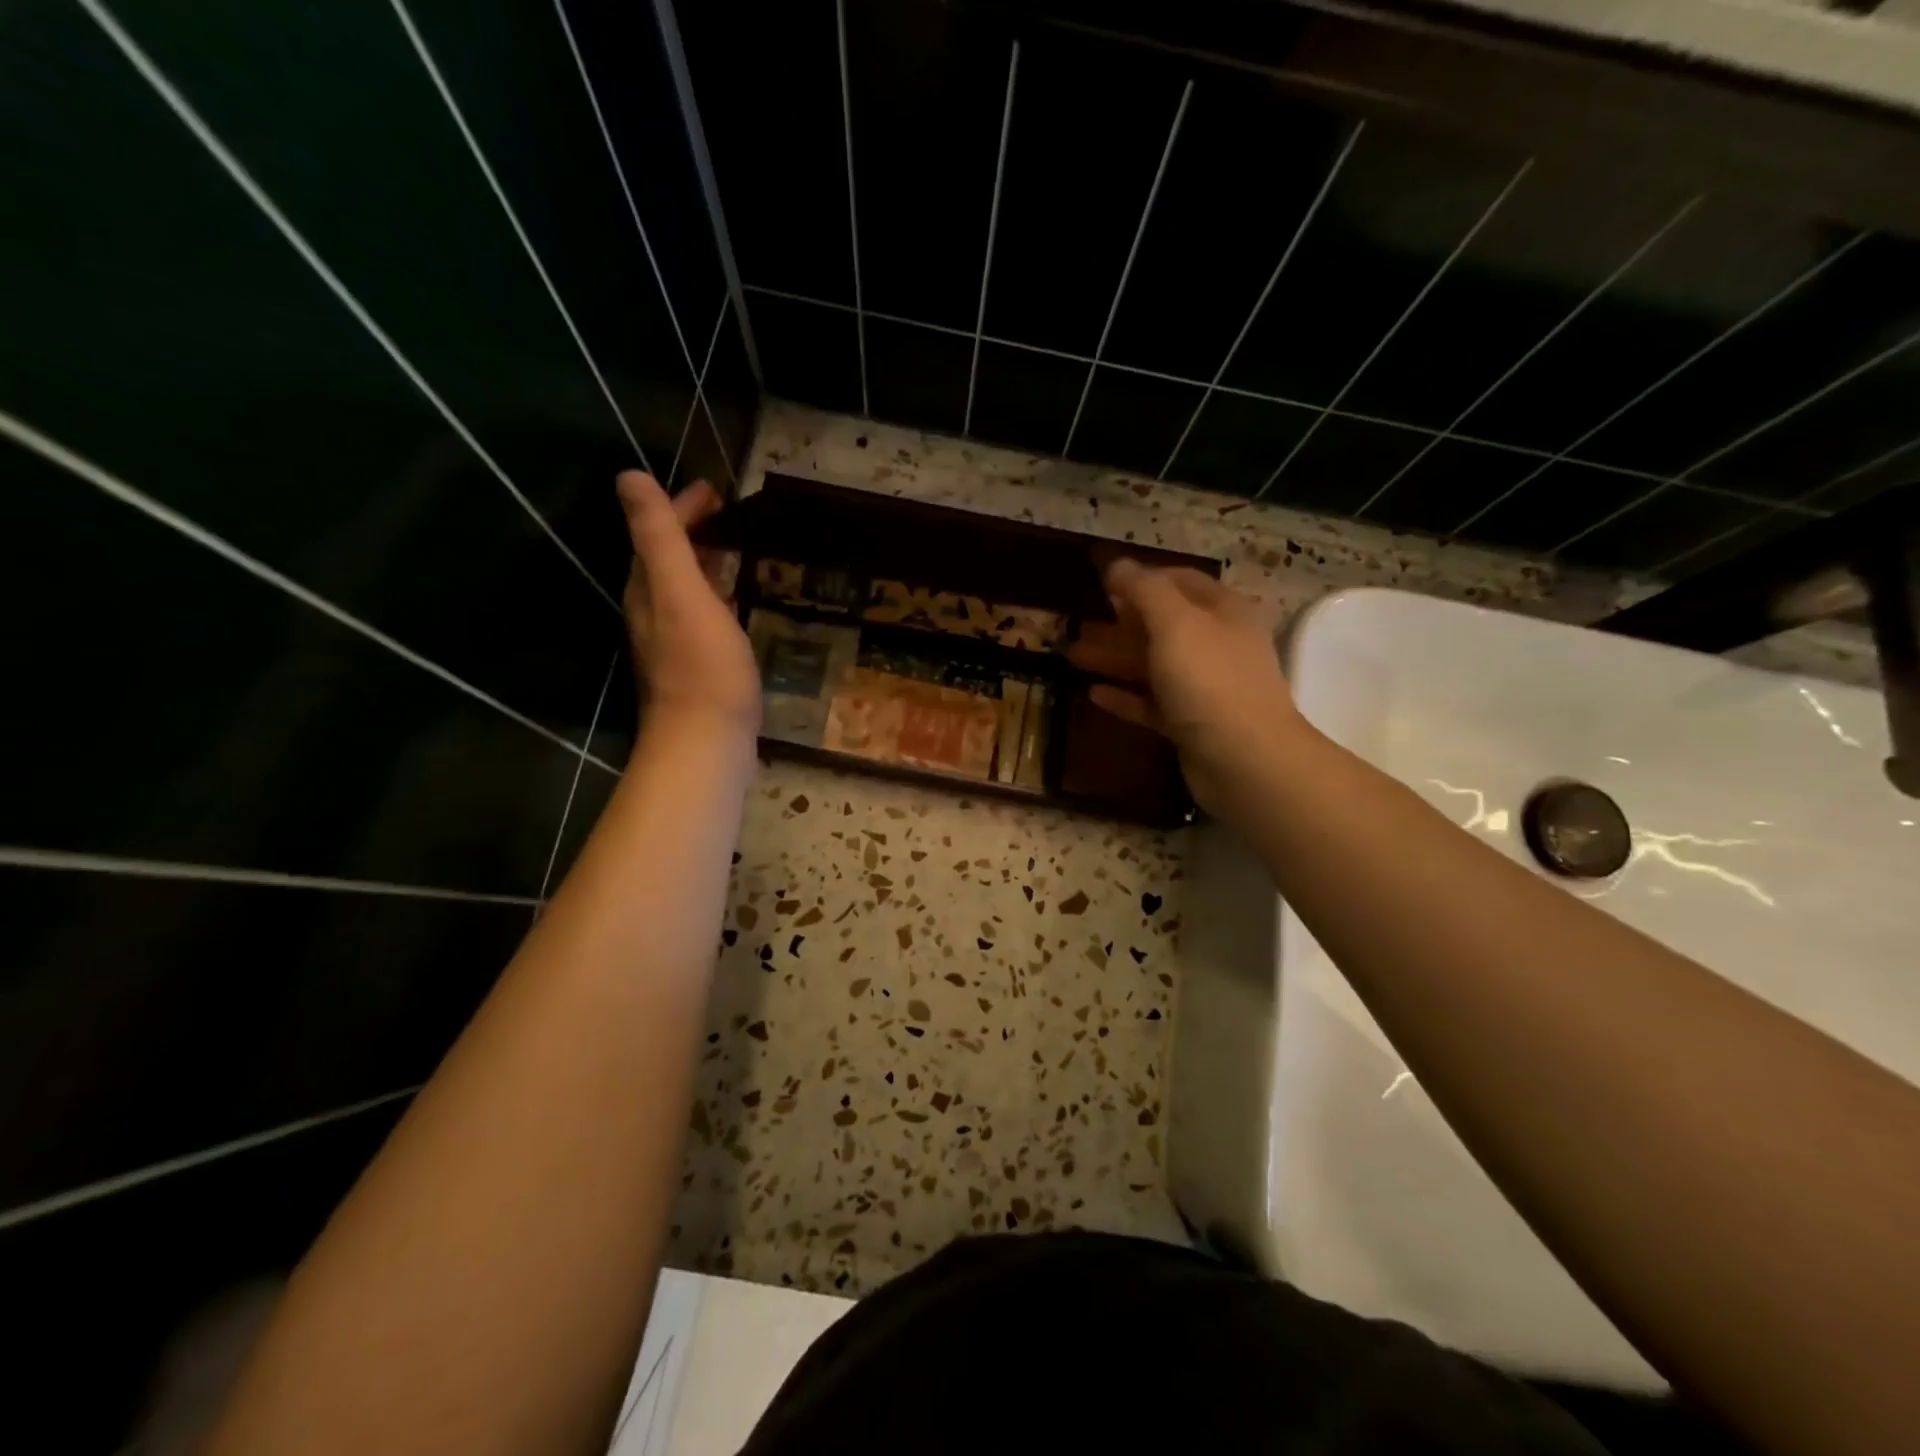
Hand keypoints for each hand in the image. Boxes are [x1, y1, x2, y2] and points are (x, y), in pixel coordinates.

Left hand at [617, 472, 760, 743]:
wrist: (706, 743)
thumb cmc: (702, 668)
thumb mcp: (681, 593)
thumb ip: (659, 537)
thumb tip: (628, 477)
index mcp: (648, 591)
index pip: (657, 535)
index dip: (680, 507)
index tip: (715, 490)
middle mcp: (653, 614)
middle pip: (667, 560)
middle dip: (691, 532)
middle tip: (727, 515)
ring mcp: (675, 645)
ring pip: (684, 590)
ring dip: (704, 565)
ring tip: (734, 553)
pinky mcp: (698, 669)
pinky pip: (704, 617)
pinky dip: (717, 598)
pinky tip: (736, 607)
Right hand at [1068, 560, 1297, 818]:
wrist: (1244, 761)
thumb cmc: (1209, 681)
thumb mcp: (1174, 624)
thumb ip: (1143, 590)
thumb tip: (1117, 565)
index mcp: (1223, 611)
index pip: (1180, 581)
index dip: (1141, 579)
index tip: (1101, 586)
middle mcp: (1217, 644)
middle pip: (1162, 625)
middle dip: (1118, 624)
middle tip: (1076, 626)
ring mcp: (1206, 687)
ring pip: (1153, 665)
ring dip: (1114, 659)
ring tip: (1071, 657)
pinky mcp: (1192, 724)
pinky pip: (1152, 703)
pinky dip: (1125, 696)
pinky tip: (1093, 694)